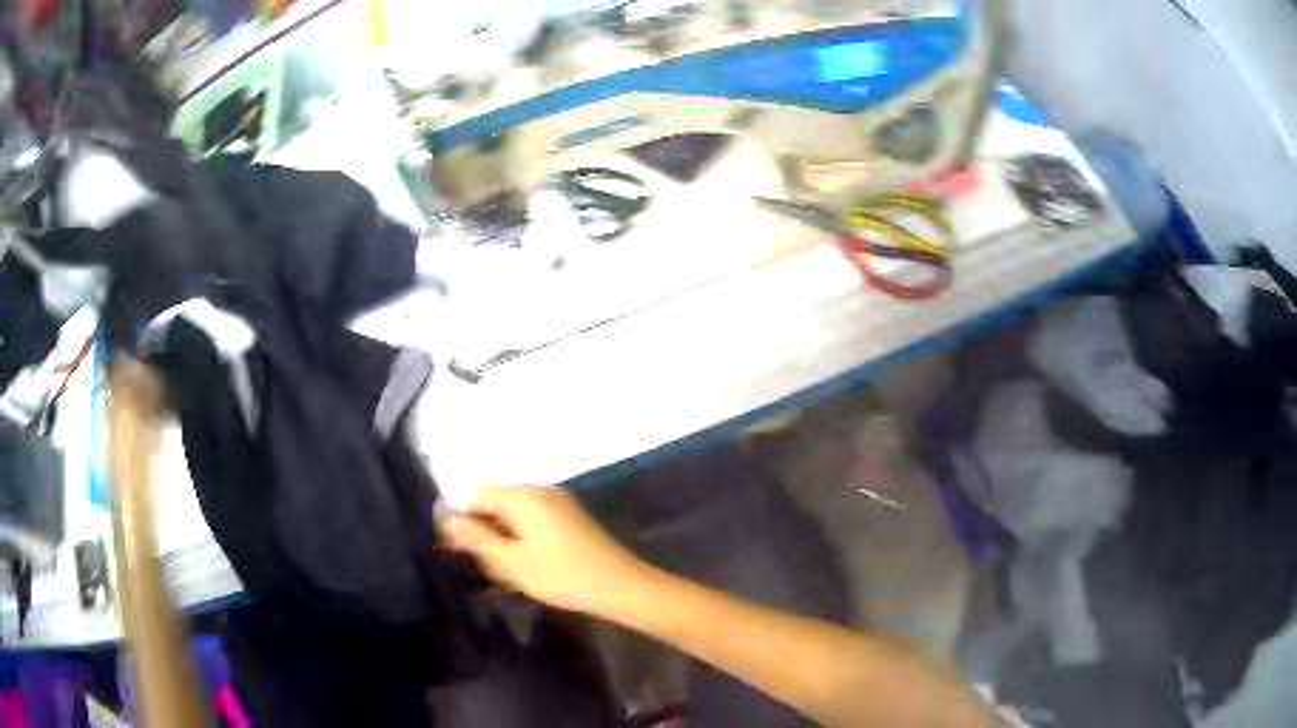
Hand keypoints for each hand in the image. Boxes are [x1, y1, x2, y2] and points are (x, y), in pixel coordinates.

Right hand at [437, 486, 649, 616]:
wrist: (621, 586)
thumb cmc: (561, 576)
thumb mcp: (511, 562)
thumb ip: (475, 537)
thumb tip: (445, 516)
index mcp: (522, 495)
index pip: (476, 494)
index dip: (462, 519)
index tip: (456, 550)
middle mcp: (540, 491)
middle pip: (496, 503)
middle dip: (484, 531)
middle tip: (486, 567)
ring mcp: (559, 503)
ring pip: (515, 515)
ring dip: (503, 538)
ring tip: (506, 571)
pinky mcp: (571, 519)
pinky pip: (534, 522)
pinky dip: (523, 540)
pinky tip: (527, 567)